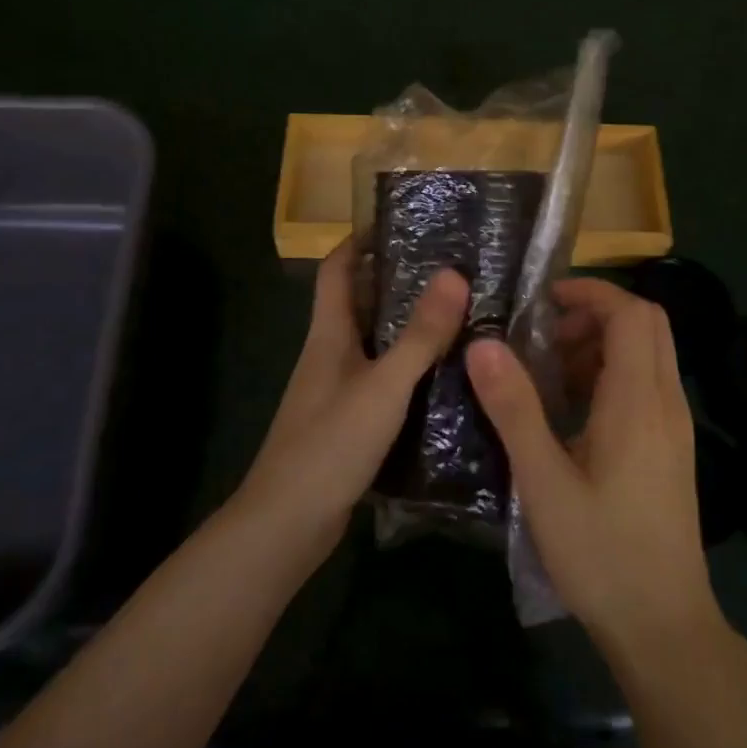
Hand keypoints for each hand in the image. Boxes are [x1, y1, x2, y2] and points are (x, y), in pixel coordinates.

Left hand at [237, 240, 468, 560]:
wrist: (288, 525)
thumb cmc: (330, 444)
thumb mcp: (383, 386)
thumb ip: (419, 335)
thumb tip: (454, 274)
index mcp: (329, 335)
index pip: (336, 270)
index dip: (359, 241)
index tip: (400, 223)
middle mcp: (329, 355)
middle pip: (359, 304)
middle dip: (396, 282)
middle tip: (450, 270)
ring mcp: (337, 392)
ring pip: (374, 345)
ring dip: (407, 328)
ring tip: (458, 317)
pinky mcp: (348, 424)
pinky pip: (382, 383)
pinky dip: (409, 372)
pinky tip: (445, 380)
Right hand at [466, 278, 722, 657]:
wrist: (664, 627)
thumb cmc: (601, 553)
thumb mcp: (544, 481)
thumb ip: (514, 409)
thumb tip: (482, 344)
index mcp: (639, 402)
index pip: (631, 313)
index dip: (592, 291)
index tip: (544, 300)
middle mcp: (666, 403)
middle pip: (648, 324)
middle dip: (597, 313)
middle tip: (546, 335)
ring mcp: (674, 427)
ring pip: (650, 354)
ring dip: (604, 343)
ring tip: (552, 370)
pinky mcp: (671, 449)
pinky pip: (648, 385)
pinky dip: (614, 373)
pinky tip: (574, 411)